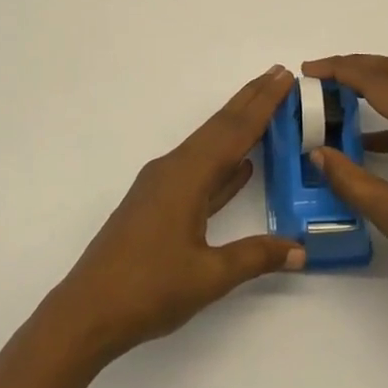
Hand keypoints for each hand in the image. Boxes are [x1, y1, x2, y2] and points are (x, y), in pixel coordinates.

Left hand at [48, 67, 305, 364]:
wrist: (87, 312)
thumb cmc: (148, 290)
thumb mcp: (209, 276)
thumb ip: (255, 257)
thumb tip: (299, 248)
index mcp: (187, 176)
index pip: (234, 131)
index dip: (263, 103)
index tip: (285, 76)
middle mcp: (173, 169)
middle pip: (219, 127)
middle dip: (251, 100)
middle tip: (280, 75)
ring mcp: (163, 186)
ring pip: (209, 146)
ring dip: (238, 127)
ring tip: (266, 109)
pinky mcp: (157, 204)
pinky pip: (199, 170)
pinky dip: (223, 161)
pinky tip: (241, 166)